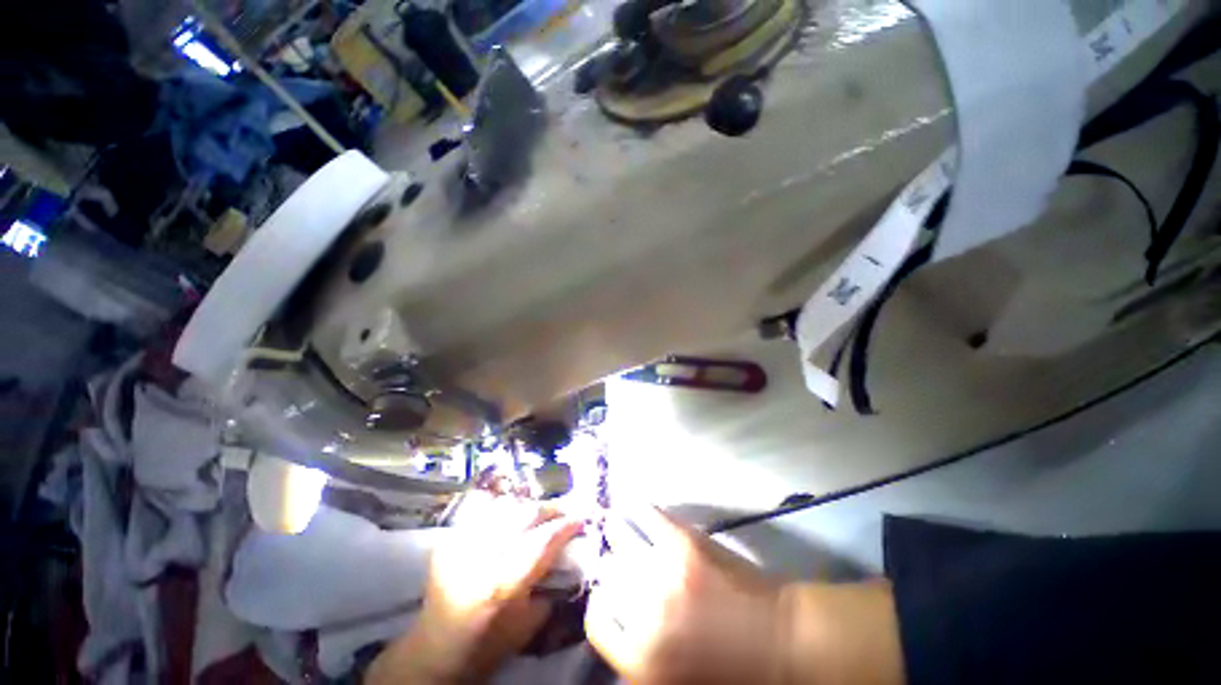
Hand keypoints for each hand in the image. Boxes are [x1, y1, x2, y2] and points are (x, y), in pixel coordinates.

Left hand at [367, 493, 581, 683]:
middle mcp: (480, 558)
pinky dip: (504, 509)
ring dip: (529, 506)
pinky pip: (484, 511)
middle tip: (565, 509)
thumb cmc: (487, 645)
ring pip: (505, 505)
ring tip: (540, 512)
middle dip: (551, 508)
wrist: (434, 652)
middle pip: (525, 514)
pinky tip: (512, 517)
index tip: (583, 517)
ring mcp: (460, 545)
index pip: (543, 541)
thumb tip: (571, 554)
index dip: (567, 524)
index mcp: (502, 586)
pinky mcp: (448, 539)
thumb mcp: (528, 625)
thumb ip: (551, 585)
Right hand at [584, 505, 904, 684]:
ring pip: (620, 537)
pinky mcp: (684, 542)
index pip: (597, 621)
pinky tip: (633, 505)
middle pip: (609, 574)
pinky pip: (647, 514)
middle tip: (617, 560)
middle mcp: (645, 613)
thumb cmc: (733, 671)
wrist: (784, 642)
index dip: (602, 603)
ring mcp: (665, 571)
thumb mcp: (675, 681)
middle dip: (612, 567)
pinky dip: (637, 507)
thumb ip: (639, 654)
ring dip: (616, 531)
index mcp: (641, 660)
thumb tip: (617, 617)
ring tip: (616, 526)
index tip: (608, 592)